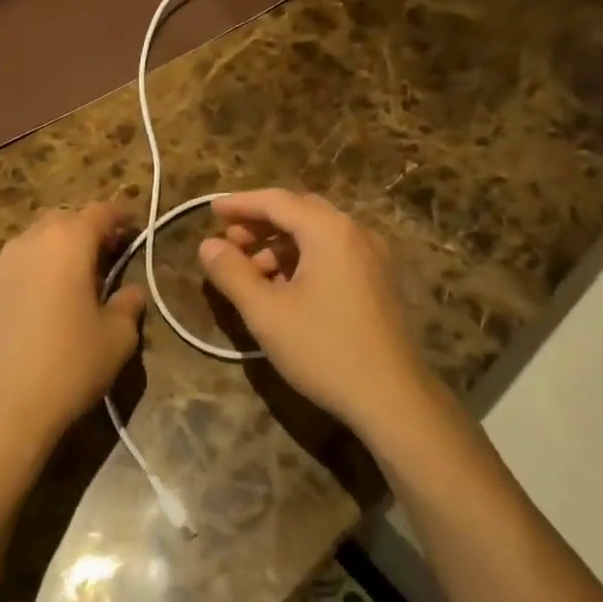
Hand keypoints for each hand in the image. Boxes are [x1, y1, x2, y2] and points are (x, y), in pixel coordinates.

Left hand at [0, 202, 145, 465]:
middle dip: (88, 227)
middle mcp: (33, 239)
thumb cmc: (70, 363)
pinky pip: (21, 260)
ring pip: (39, 236)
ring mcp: (5, 262)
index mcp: (69, 240)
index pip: (99, 212)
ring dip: (61, 244)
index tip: (134, 224)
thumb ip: (128, 305)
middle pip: (65, 218)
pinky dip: (40, 264)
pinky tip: (50, 293)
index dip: (120, 215)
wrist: (3, 405)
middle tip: (109, 250)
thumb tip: (131, 291)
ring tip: (79, 273)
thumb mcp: (117, 337)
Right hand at [198, 189, 433, 441]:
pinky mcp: (379, 281)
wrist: (394, 400)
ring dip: (280, 243)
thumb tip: (207, 244)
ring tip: (251, 272)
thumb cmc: (324, 350)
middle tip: (229, 241)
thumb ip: (232, 273)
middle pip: (299, 211)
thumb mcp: (266, 313)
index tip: (211, 210)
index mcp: (329, 230)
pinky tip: (284, 288)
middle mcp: (355, 232)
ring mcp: (372, 256)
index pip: (276, 200)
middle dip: (260, 223)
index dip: (240, 203)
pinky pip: (334, 253)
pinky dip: (303, 258)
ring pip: (317, 233)